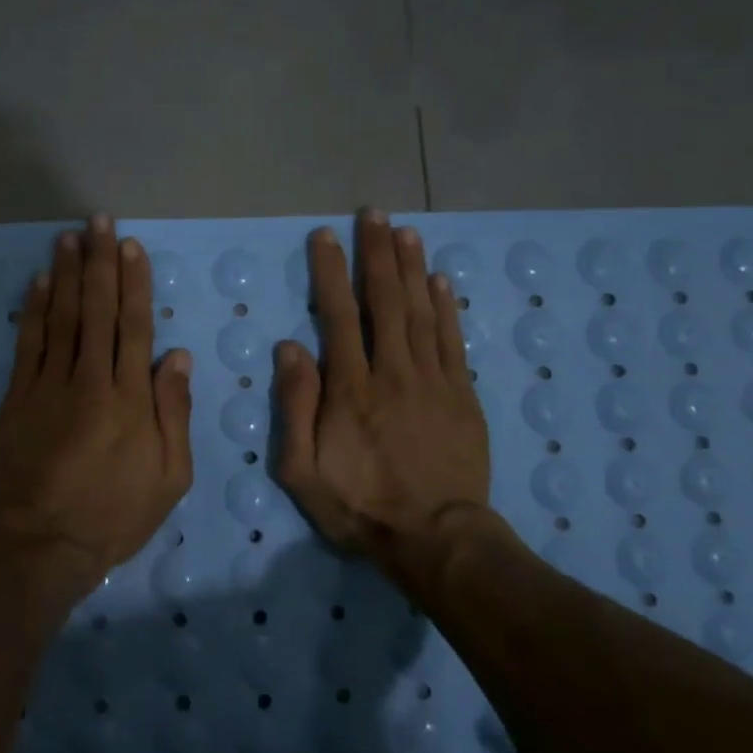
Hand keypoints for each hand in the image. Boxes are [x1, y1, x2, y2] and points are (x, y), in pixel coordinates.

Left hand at [0, 216, 193, 611]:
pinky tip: (38, 282)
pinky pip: (28, 345)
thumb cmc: (115, 516)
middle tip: (99, 222)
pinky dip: (33, 310)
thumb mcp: (170, 477)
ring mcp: (48, 387)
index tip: (130, 247)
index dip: (134, 283)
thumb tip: (175, 356)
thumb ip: (174, 413)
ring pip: (61, 318)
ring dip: (66, 274)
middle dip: (100, 263)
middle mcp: (90, 381)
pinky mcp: (17, 400)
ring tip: (69, 237)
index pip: (134, 327)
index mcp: (131, 399)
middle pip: (97, 311)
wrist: (44, 544)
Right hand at [275, 210, 501, 592]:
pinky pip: (453, 341)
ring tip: (405, 231)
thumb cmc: (359, 507)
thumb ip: (295, 407)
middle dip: (376, 254)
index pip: (338, 315)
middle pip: (384, 301)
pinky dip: (447, 307)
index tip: (325, 236)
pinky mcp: (462, 395)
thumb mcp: (302, 470)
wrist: (435, 538)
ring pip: (421, 312)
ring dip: (412, 268)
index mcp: (350, 388)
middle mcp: (392, 372)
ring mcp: (433, 381)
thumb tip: (290, 348)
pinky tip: (442, 280)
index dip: (330, 272)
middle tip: (373, 214)